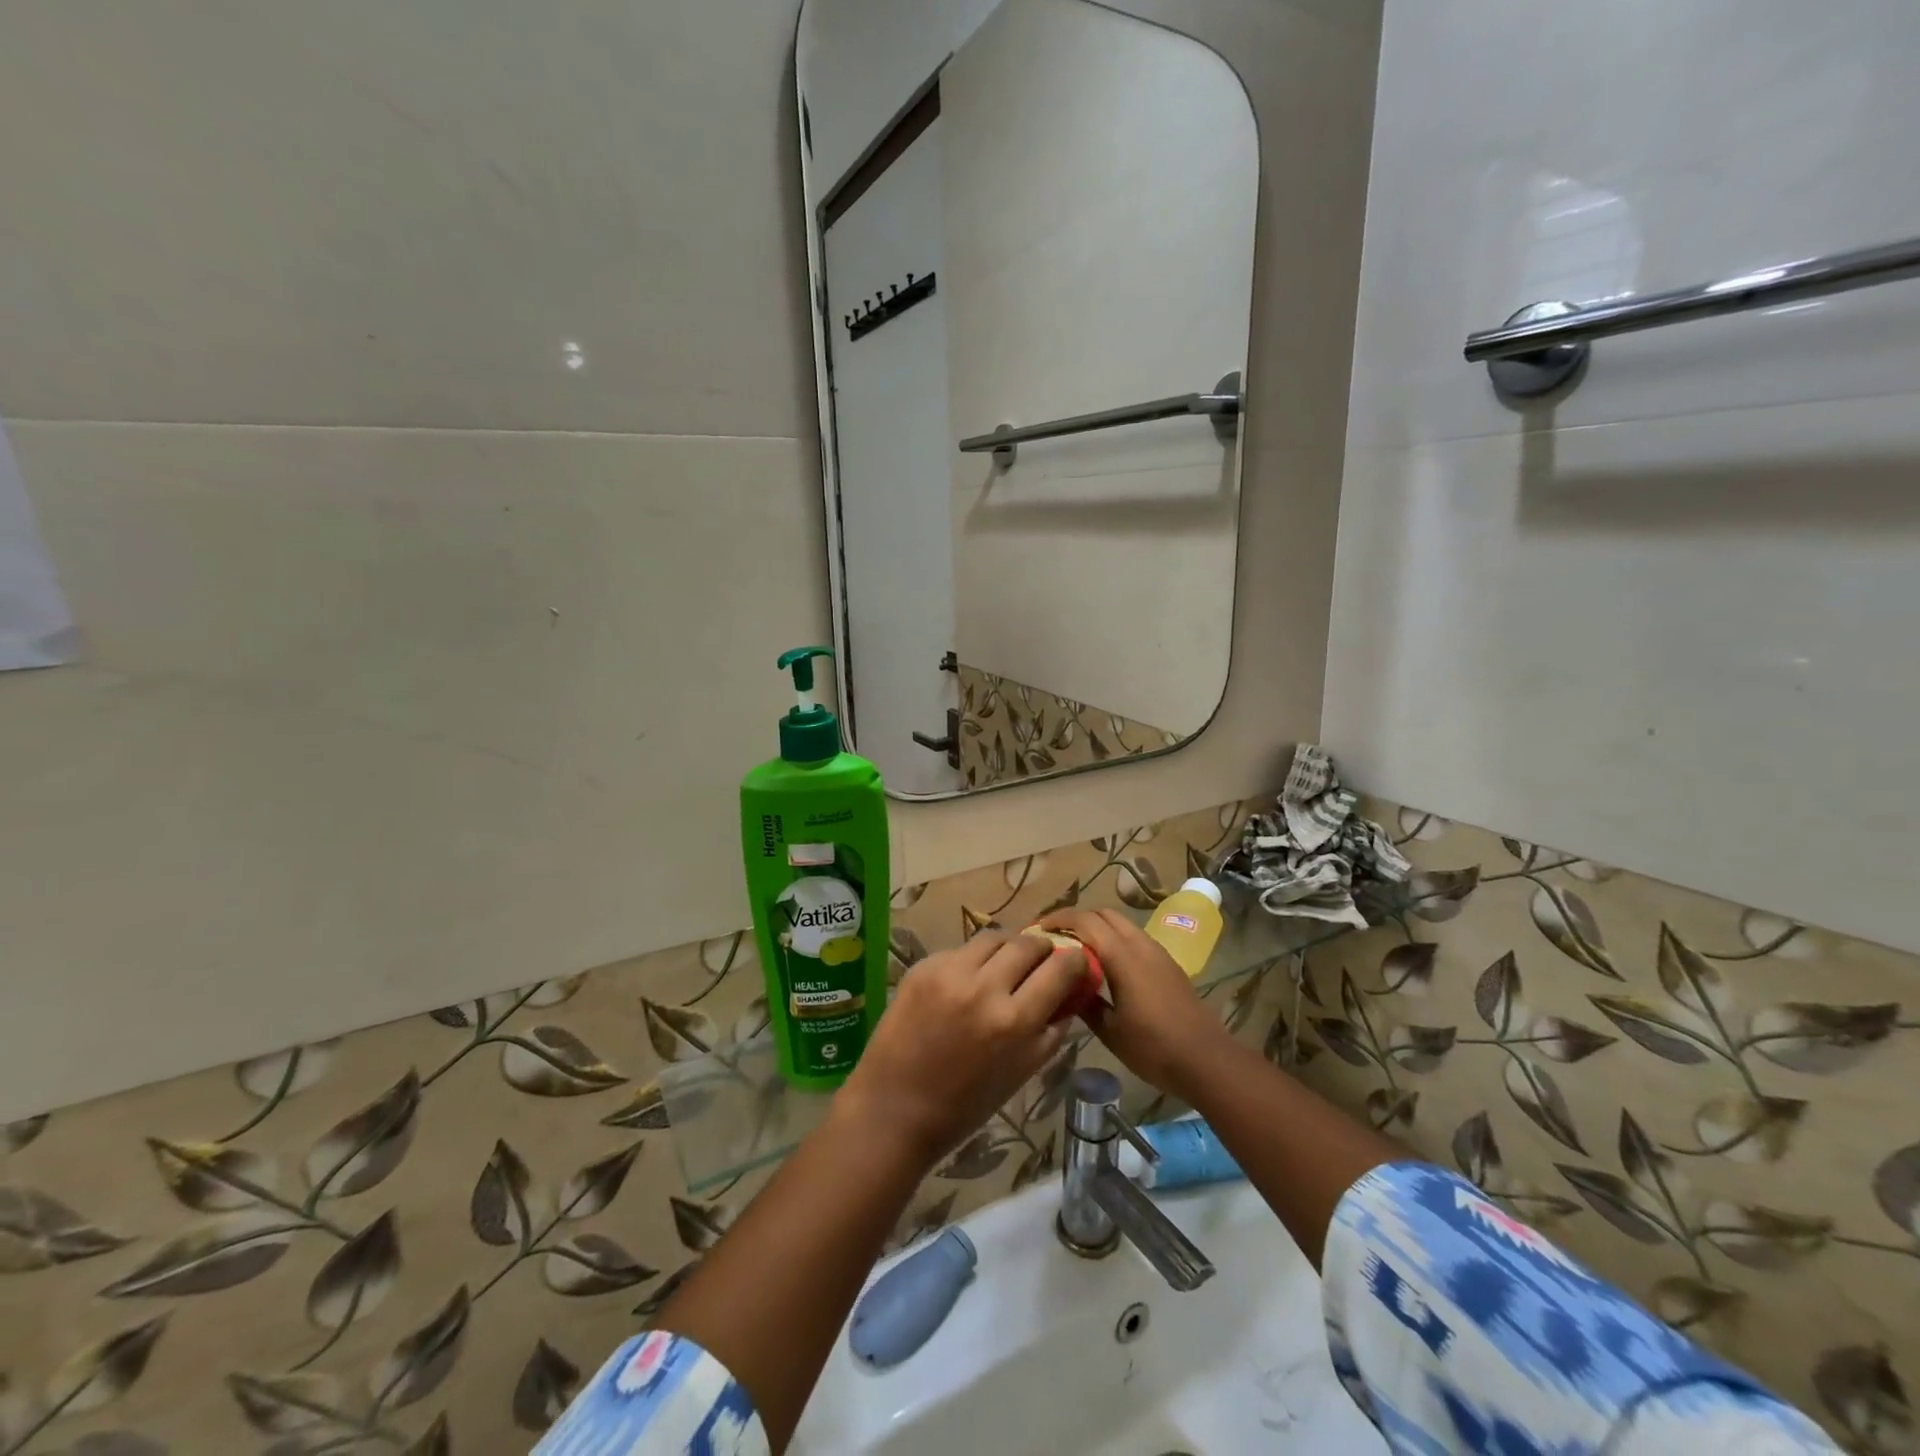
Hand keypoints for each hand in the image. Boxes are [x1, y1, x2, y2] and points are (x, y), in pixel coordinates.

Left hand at [837, 933, 1085, 1169]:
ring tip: (1006, 964)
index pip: (1060, 969)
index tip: (1076, 960)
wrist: (895, 1108)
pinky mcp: (923, 967)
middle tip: (1042, 958)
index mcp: (1015, 1021)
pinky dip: (972, 961)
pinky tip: (967, 981)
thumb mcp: (1022, 1072)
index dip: (1074, 961)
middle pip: (1028, 943)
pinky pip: (960, 950)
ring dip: (1007, 948)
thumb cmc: (965, 1104)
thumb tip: (1069, 995)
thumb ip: (1050, 1031)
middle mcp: (984, 987)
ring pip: (993, 938)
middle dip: (1042, 948)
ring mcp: (950, 972)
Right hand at [1039, 908, 1232, 1099]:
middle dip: (1078, 919)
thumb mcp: (1110, 1031)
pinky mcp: (1168, 963)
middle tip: (1056, 937)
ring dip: (1098, 928)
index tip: (1038, 928)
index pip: (1086, 921)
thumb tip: (1064, 985)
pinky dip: (1114, 940)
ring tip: (1077, 949)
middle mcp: (1140, 944)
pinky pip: (1134, 938)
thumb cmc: (1154, 1048)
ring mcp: (1157, 952)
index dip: (1060, 918)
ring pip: (1122, 924)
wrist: (1207, 1060)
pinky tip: (1106, 965)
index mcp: (1123, 956)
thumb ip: (1085, 1003)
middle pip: (1104, 914)